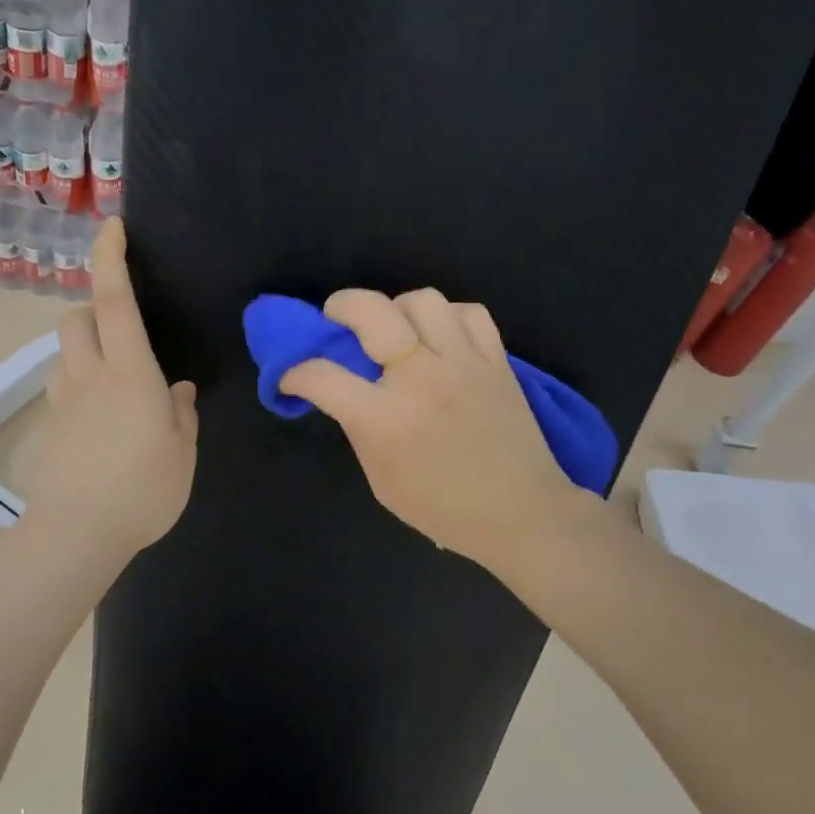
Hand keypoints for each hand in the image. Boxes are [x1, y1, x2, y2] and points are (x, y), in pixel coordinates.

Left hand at [30, 219, 197, 560]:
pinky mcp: (51, 428)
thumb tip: (178, 391)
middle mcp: (90, 376)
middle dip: (93, 310)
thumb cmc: (143, 489)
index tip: (113, 227)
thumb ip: (182, 415)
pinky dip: (79, 384)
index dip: (112, 259)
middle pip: (76, 319)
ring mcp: (64, 401)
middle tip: (122, 331)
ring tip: (114, 378)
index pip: (115, 302)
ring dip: (84, 348)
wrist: (79, 532)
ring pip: (64, 353)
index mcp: (130, 373)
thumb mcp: (182, 452)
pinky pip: (62, 388)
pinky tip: (100, 417)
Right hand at [279, 288, 584, 569]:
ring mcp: (463, 363)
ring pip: (423, 300)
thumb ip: (359, 430)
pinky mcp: (497, 360)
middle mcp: (421, 379)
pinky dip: (449, 317)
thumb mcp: (382, 481)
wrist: (521, 513)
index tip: (293, 379)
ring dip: (398, 308)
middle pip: (372, 311)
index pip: (322, 376)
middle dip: (341, 306)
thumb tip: (344, 395)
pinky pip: (469, 312)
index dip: (296, 374)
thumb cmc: (443, 508)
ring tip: (396, 330)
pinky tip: (442, 338)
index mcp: (385, 419)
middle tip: (336, 319)